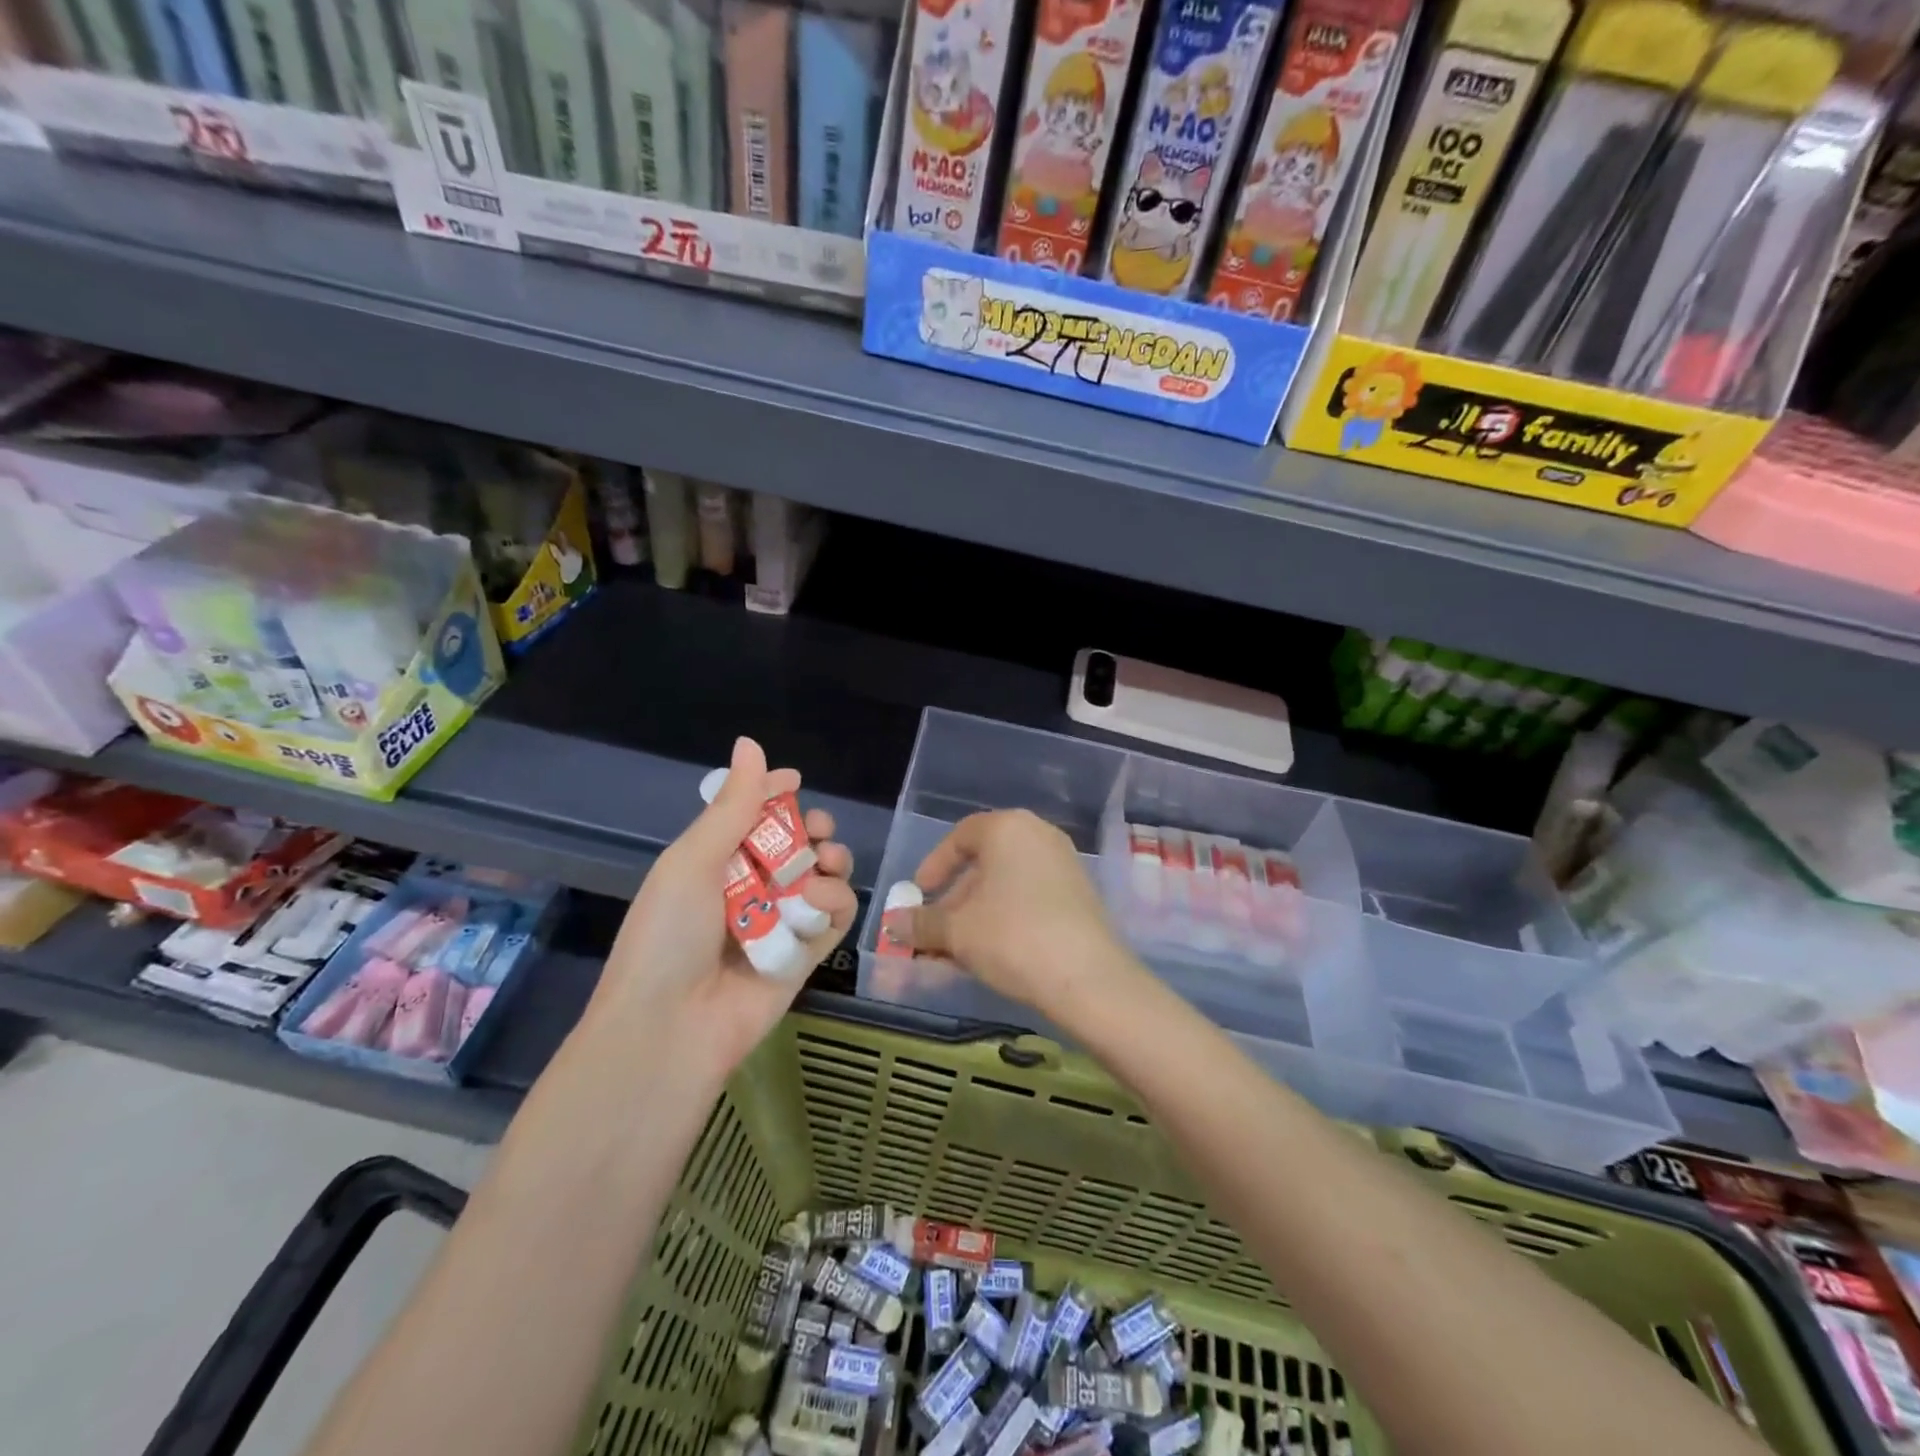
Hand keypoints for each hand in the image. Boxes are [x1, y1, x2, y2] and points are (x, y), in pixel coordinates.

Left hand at [588, 737, 856, 1072]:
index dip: (775, 794)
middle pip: (795, 844)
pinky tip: (817, 900)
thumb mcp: (693, 860)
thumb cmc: (669, 935)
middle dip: (812, 828)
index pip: (752, 816)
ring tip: (825, 862)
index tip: (795, 782)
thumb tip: (751, 743)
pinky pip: (835, 914)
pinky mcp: (807, 952)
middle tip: (817, 830)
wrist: (670, 1028)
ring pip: (822, 875)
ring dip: (830, 859)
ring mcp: (780, 920)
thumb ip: (732, 805)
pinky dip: (834, 900)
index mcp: (714, 862)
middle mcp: (749, 887)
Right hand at [906, 810, 1129, 1020]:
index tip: (918, 896)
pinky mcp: (1080, 894)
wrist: (1088, 978)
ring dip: (977, 914)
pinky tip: (992, 954)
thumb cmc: (1012, 938)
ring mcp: (1064, 864)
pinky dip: (1005, 918)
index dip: (934, 866)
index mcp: (1008, 828)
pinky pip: (1030, 897)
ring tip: (958, 951)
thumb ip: (920, 923)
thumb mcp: (956, 931)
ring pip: (1007, 884)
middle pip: (984, 862)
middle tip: (935, 932)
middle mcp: (1039, 835)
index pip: (960, 836)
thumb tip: (892, 924)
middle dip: (954, 899)